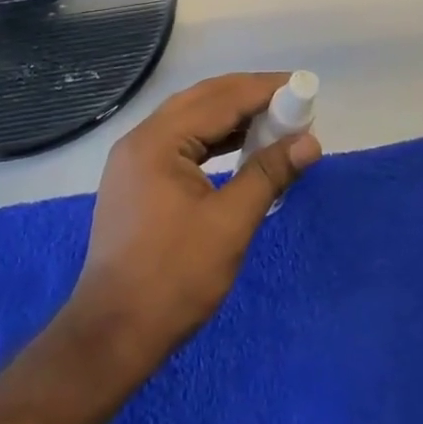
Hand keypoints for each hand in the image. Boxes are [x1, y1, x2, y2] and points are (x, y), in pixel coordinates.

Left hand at [66, 73, 321, 370]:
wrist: (112, 336)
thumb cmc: (173, 278)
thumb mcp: (230, 224)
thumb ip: (269, 174)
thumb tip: (310, 142)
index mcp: (157, 141)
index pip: (219, 99)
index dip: (263, 90)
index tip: (302, 87)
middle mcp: (140, 139)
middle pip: (202, 100)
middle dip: (248, 96)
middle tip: (291, 101)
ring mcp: (134, 160)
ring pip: (191, 120)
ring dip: (231, 116)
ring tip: (274, 121)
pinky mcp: (137, 181)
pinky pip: (181, 142)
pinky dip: (214, 139)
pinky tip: (240, 147)